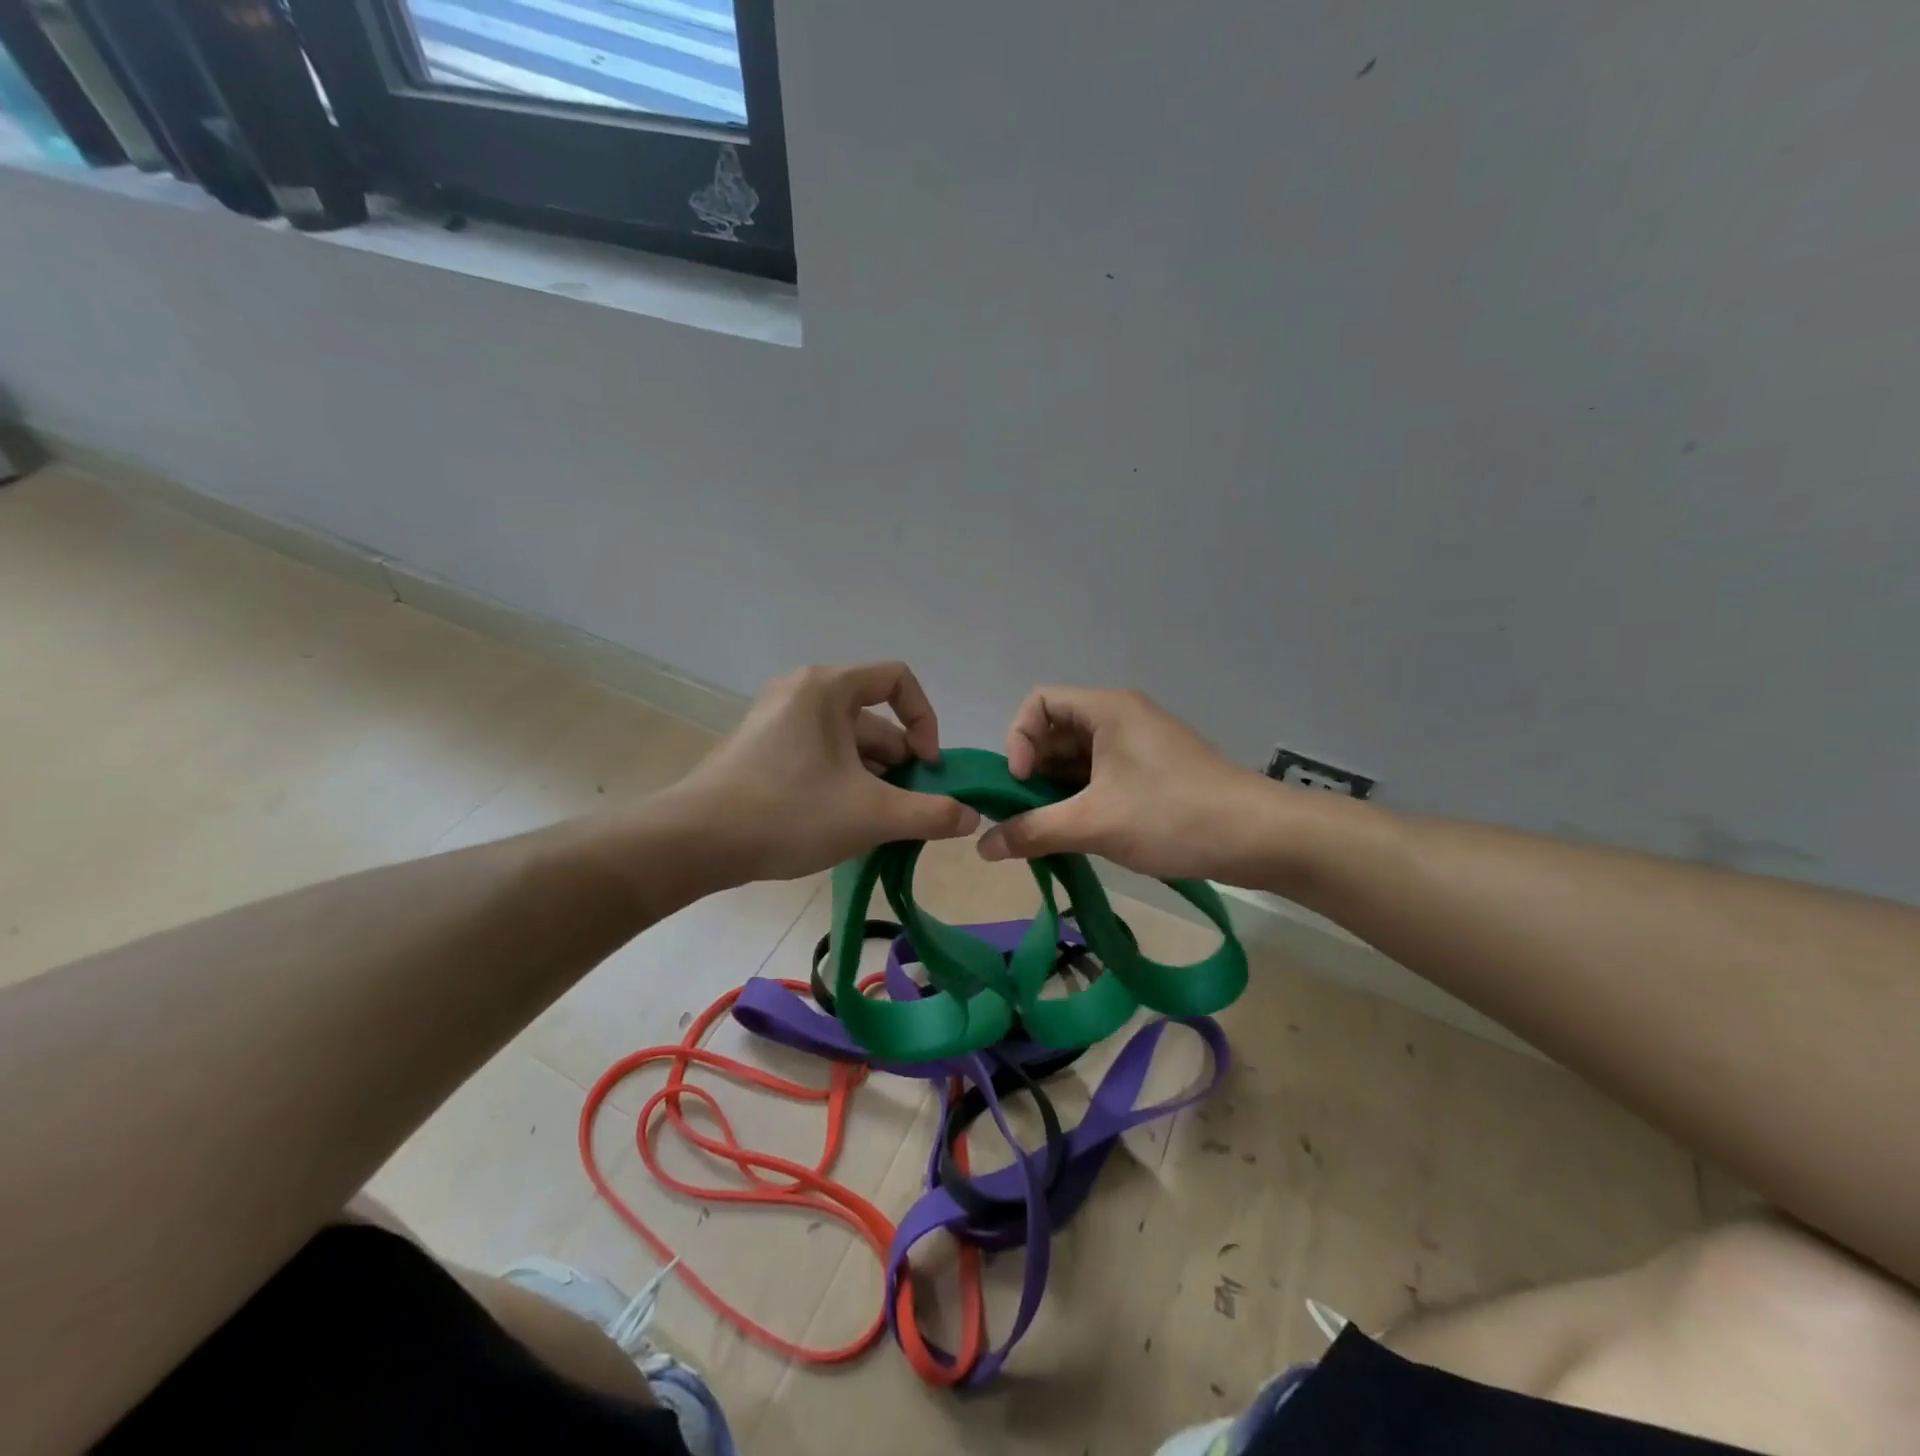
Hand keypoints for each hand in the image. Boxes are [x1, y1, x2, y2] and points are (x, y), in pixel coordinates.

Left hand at [670, 662, 979, 884]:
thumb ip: (930, 814)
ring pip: (846, 742)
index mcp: (827, 688)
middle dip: (899, 763)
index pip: (898, 680)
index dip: (925, 720)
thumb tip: (971, 818)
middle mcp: (801, 692)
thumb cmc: (789, 813)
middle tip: (908, 809)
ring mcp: (777, 720)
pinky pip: (818, 754)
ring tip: (878, 823)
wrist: (695, 842)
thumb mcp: (871, 815)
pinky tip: (843, 823)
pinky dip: (841, 781)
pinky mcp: (761, 748)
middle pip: (872, 718)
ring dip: (872, 778)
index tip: (927, 766)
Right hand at [976, 686, 1269, 881]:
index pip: (1039, 702)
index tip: (1020, 783)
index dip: (1018, 739)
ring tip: (1048, 831)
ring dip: (1055, 790)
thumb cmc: (1172, 816)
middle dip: (1032, 772)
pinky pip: (1100, 775)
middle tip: (1026, 815)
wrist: (1259, 838)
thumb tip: (981, 847)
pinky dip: (1081, 799)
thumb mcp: (1095, 823)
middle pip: (1055, 731)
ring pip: (1078, 758)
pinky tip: (1077, 833)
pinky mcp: (1152, 772)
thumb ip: (1033, 831)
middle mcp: (1121, 718)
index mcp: (1107, 710)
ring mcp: (1139, 745)